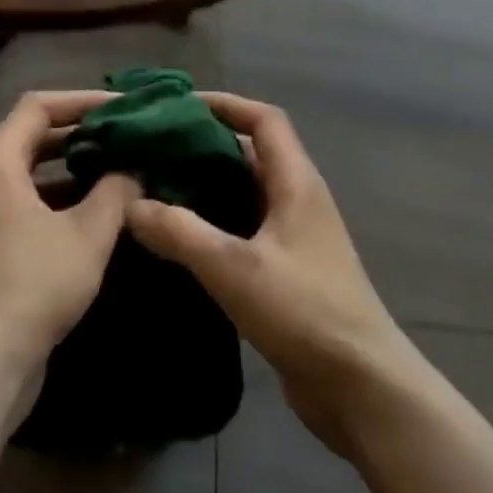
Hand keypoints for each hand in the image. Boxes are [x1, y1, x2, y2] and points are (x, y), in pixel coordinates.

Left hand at [0, 90, 139, 381]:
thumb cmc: (35, 283)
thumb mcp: (89, 234)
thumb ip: (116, 192)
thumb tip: (132, 171)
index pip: (38, 107)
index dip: (82, 101)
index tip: (121, 109)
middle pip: (30, 139)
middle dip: (79, 136)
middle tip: (123, 138)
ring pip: (27, 177)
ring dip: (70, 172)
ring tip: (116, 174)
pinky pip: (20, 208)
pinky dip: (55, 203)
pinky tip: (92, 219)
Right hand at [126, 92, 416, 456]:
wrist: (361, 387)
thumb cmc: (304, 312)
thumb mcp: (234, 267)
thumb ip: (179, 232)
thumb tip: (131, 205)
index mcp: (296, 182)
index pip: (264, 120)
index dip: (224, 104)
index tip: (176, 106)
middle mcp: (297, 200)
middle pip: (249, 153)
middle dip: (203, 145)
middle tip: (151, 150)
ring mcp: (294, 237)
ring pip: (244, 194)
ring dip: (205, 187)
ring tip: (153, 188)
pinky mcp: (286, 270)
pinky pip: (244, 230)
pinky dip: (212, 224)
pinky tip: (177, 239)